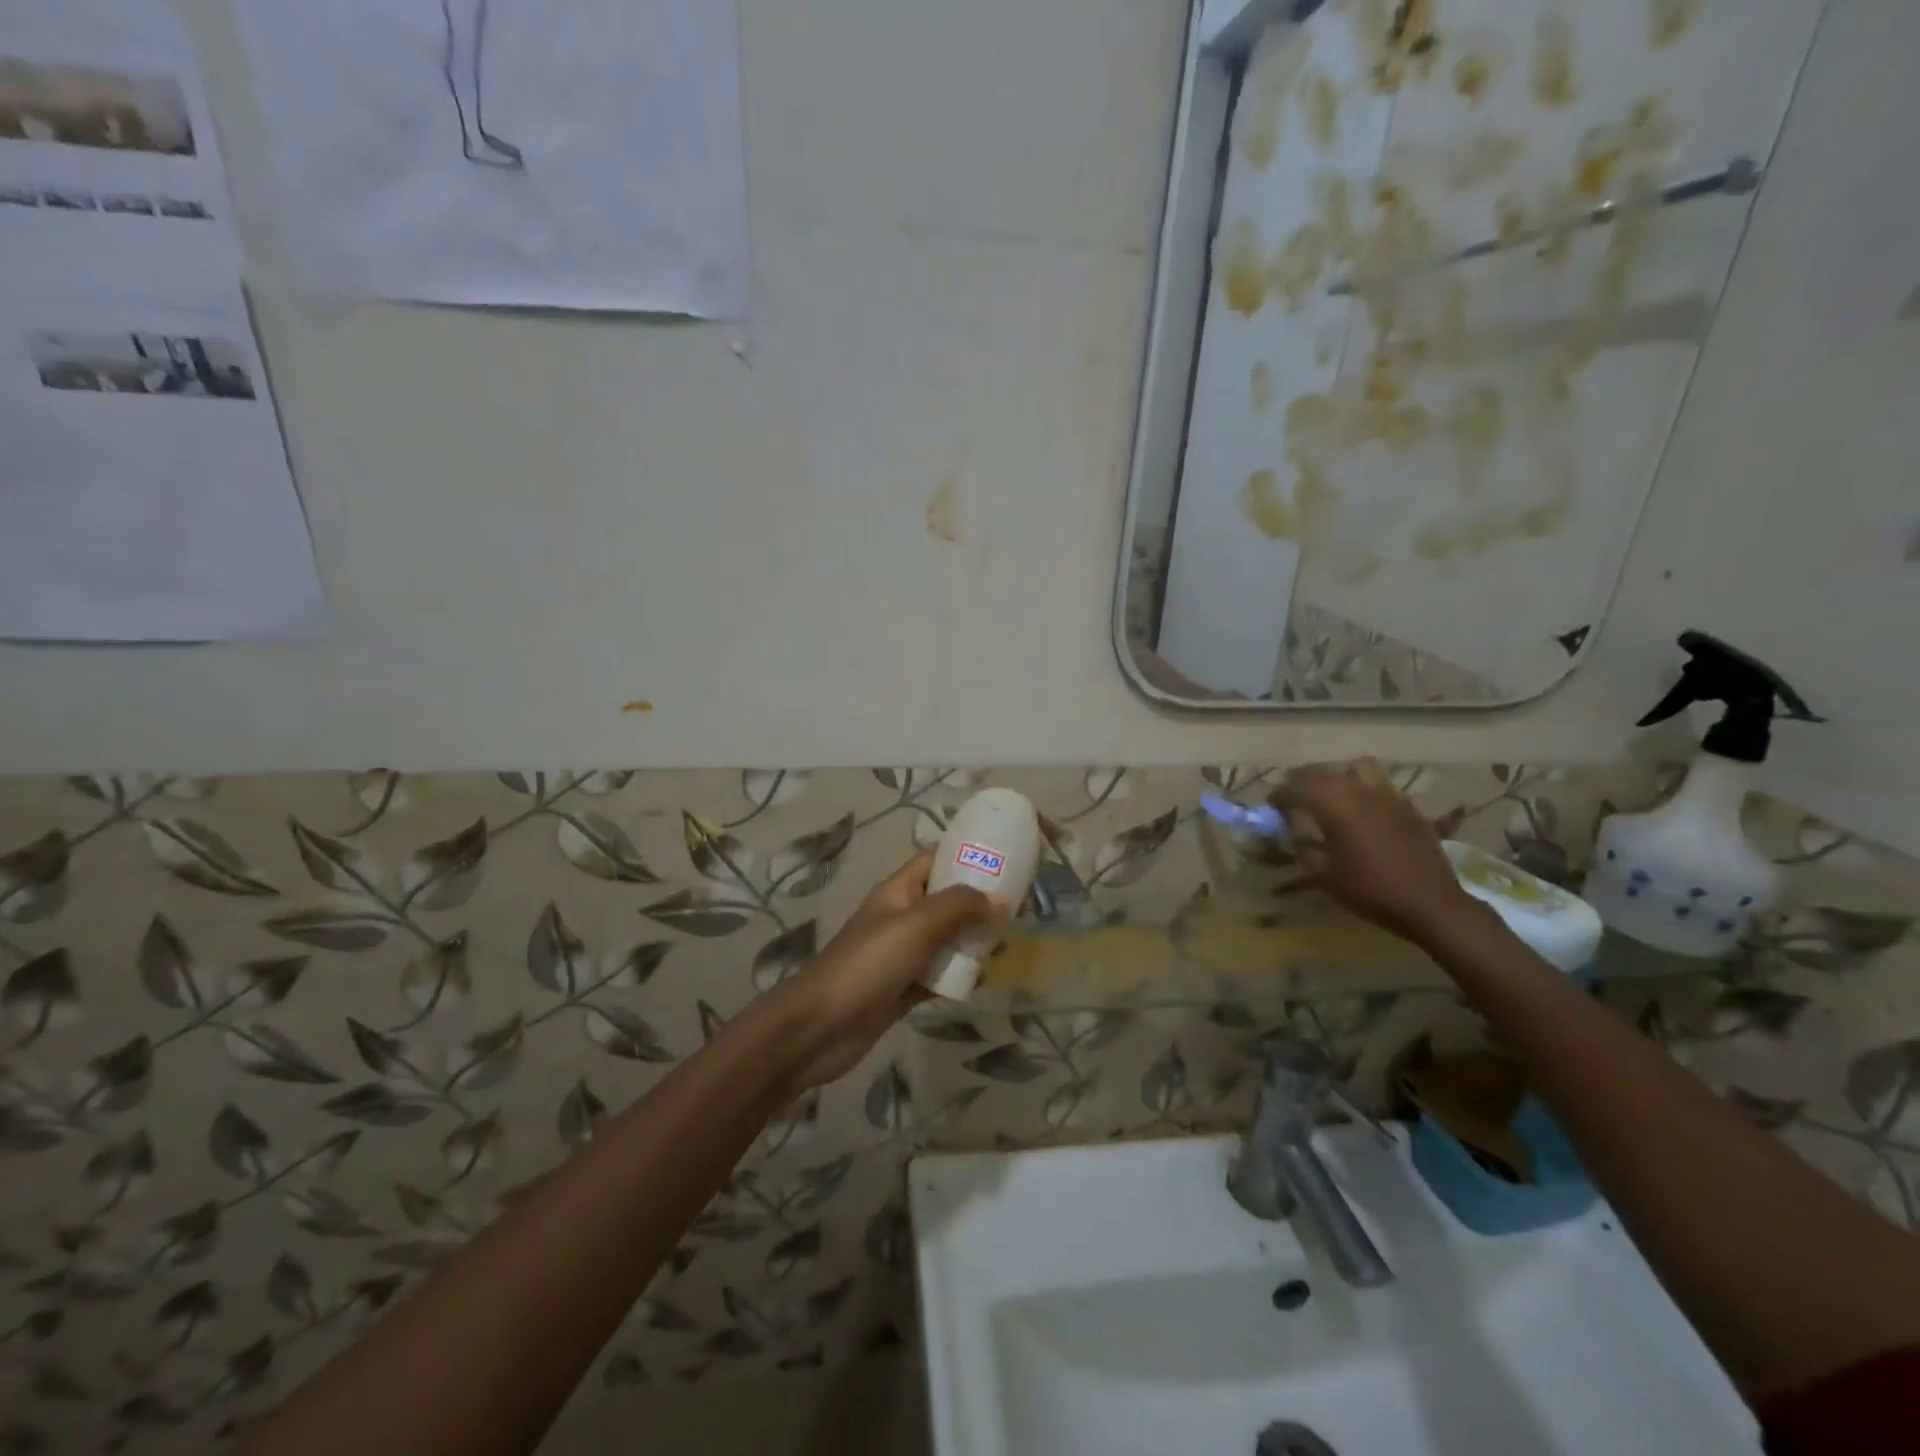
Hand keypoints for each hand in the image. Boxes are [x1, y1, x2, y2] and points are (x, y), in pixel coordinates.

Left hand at [762, 854, 999, 1092]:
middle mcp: (900, 918)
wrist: (821, 1026)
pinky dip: (958, 976)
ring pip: (945, 940)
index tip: (1006, 866)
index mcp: (898, 892)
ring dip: (972, 942)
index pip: (935, 861)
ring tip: (1004, 947)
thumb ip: (959, 906)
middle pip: (945, 902)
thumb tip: (999, 899)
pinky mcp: (902, 989)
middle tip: (1015, 913)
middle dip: (978, 905)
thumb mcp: (917, 925)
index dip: (967, 859)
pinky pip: (938, 975)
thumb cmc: (869, 963)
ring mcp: (901, 955)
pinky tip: (981, 981)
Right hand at [1273, 760, 1478, 943]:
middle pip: (1323, 772)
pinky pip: (1381, 785)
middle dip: (1302, 781)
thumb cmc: (1370, 890)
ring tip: (1330, 793)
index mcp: (1335, 805)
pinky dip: (1364, 789)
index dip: (1279, 795)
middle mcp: (1360, 791)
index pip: (1297, 788)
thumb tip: (1292, 835)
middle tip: (1293, 796)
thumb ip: (1303, 849)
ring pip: (1356, 768)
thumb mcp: (1324, 875)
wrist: (1430, 903)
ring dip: (1337, 776)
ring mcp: (1389, 795)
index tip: (1271, 805)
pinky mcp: (1409, 806)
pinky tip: (1362, 808)